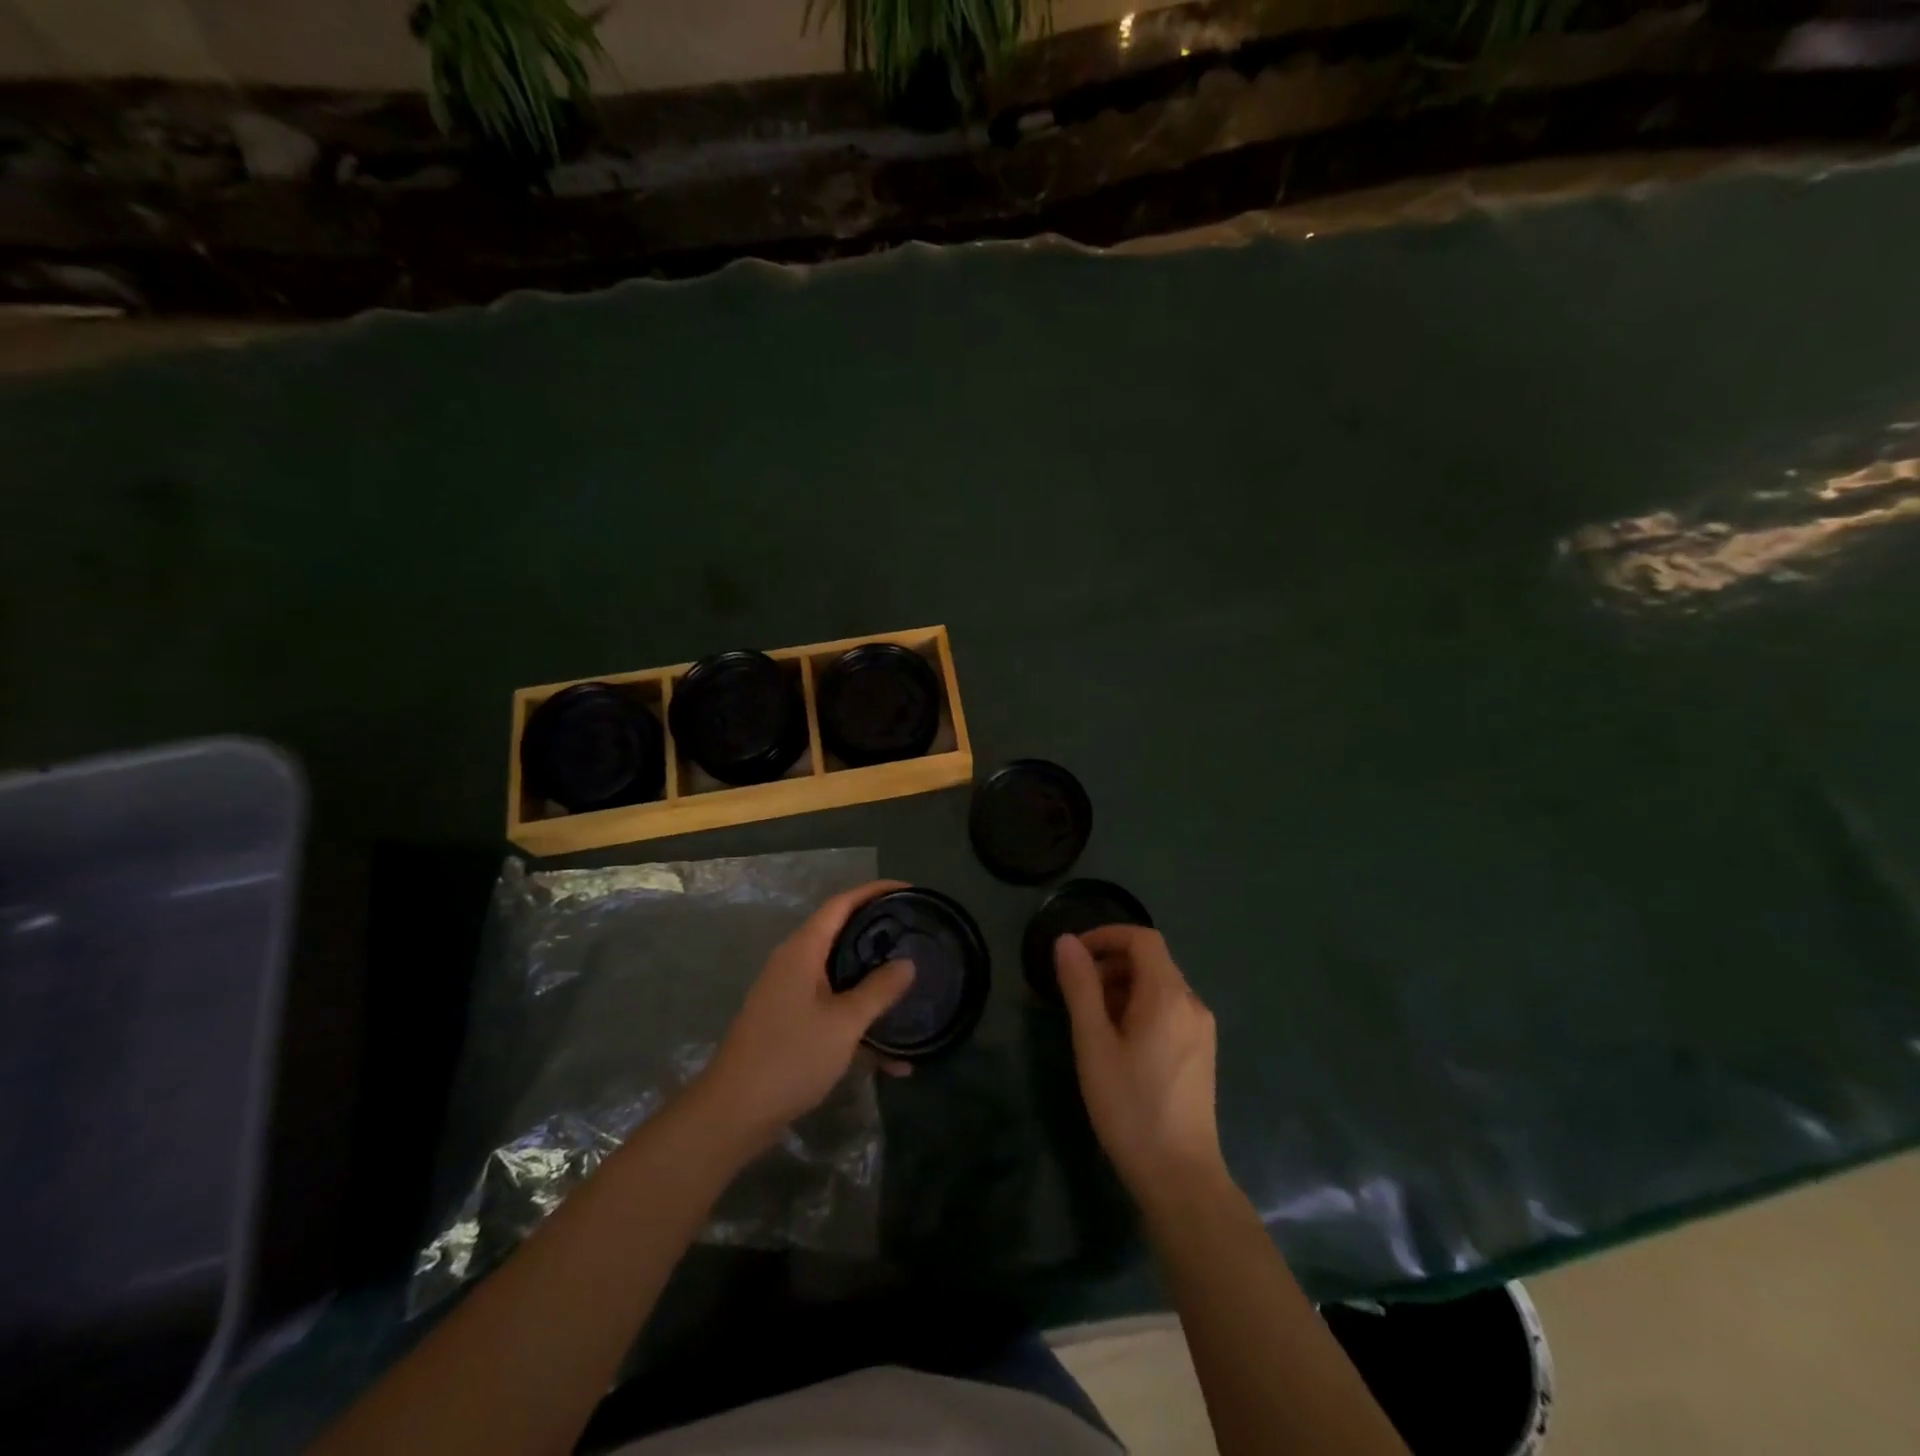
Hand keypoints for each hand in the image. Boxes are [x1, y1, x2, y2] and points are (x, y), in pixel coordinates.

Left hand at [697, 880, 916, 1150]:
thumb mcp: (844, 1023)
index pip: (842, 903)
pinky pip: (833, 1010)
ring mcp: (791, 995)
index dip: (875, 891)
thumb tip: (907, 963)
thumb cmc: (790, 1056)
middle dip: (879, 934)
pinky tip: (893, 1059)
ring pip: (841, 976)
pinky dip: (859, 1024)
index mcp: (803, 950)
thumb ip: (878, 990)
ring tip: (913, 988)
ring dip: (873, 984)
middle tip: (916, 936)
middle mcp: (795, 964)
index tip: (911, 891)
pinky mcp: (791, 1024)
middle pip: (842, 935)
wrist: (734, 1113)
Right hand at [1055, 926, 1227, 1197]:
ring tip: (1092, 1019)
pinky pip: (1170, 1009)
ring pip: (1160, 986)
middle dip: (1110, 963)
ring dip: (1124, 986)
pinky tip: (1120, 1041)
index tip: (1074, 954)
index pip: (1142, 938)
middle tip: (1076, 991)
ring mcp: (1201, 1028)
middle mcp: (1192, 1003)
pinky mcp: (1202, 1051)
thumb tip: (1066, 941)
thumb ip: (1080, 987)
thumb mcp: (1093, 1044)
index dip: (1106, 936)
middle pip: (1152, 960)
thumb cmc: (1130, 1106)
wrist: (1180, 1177)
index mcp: (1168, 995)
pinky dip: (1141, 1007)